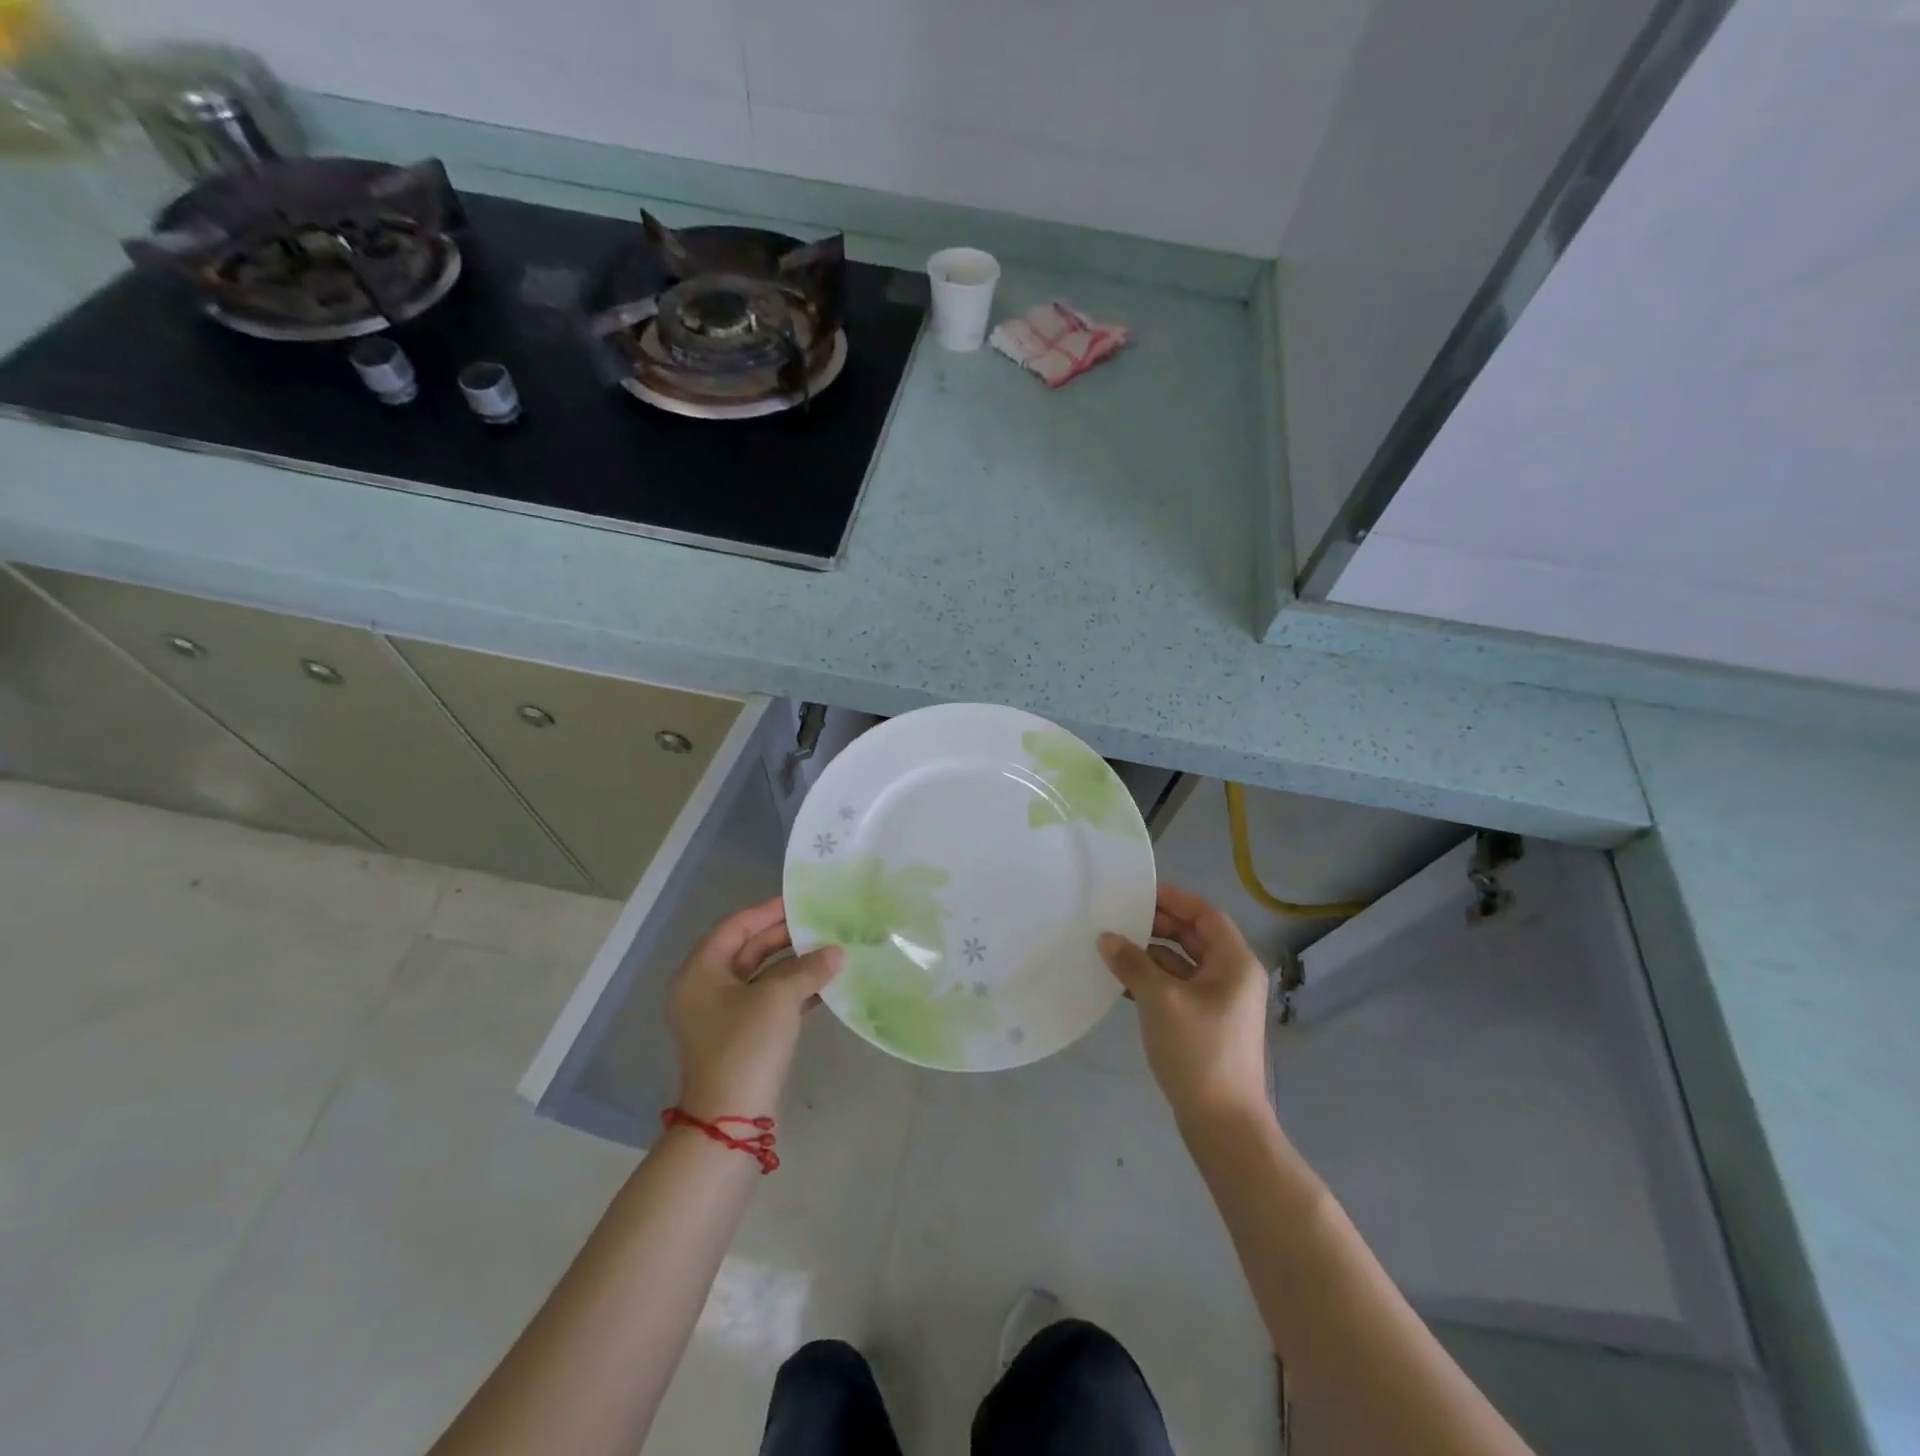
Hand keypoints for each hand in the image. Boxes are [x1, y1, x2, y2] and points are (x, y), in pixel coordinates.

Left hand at [668, 897, 842, 1121]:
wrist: (730, 1119)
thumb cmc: (745, 1046)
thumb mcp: (778, 998)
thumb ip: (808, 968)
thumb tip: (837, 952)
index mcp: (701, 972)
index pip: (735, 927)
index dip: (768, 911)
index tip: (801, 901)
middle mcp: (706, 989)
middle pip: (748, 950)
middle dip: (786, 938)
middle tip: (822, 924)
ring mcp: (722, 1016)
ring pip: (762, 977)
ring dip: (795, 965)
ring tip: (831, 951)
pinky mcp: (741, 1037)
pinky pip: (769, 1001)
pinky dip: (794, 991)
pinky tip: (825, 985)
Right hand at [1098, 884, 1271, 1125]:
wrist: (1223, 1123)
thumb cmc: (1198, 1051)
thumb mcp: (1160, 1000)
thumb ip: (1133, 963)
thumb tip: (1107, 938)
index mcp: (1235, 962)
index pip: (1205, 914)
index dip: (1173, 899)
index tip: (1138, 892)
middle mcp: (1233, 976)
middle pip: (1195, 936)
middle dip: (1158, 925)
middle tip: (1119, 916)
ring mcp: (1221, 1002)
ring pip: (1184, 963)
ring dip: (1151, 953)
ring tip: (1113, 946)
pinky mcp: (1206, 1024)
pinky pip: (1179, 987)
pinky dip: (1154, 979)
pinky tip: (1122, 982)